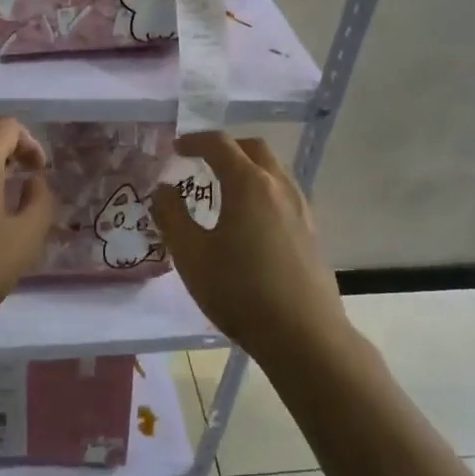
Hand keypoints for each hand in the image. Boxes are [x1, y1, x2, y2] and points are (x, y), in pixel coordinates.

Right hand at [151, 132, 347, 368]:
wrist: (303, 335)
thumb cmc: (240, 291)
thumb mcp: (192, 255)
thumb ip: (172, 216)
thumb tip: (163, 189)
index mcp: (249, 183)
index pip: (220, 144)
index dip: (194, 141)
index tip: (176, 148)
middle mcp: (279, 185)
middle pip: (253, 148)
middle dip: (225, 147)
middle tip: (202, 161)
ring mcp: (301, 207)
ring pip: (273, 170)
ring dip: (247, 167)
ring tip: (224, 189)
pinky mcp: (312, 230)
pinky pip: (284, 192)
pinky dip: (263, 189)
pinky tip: (250, 219)